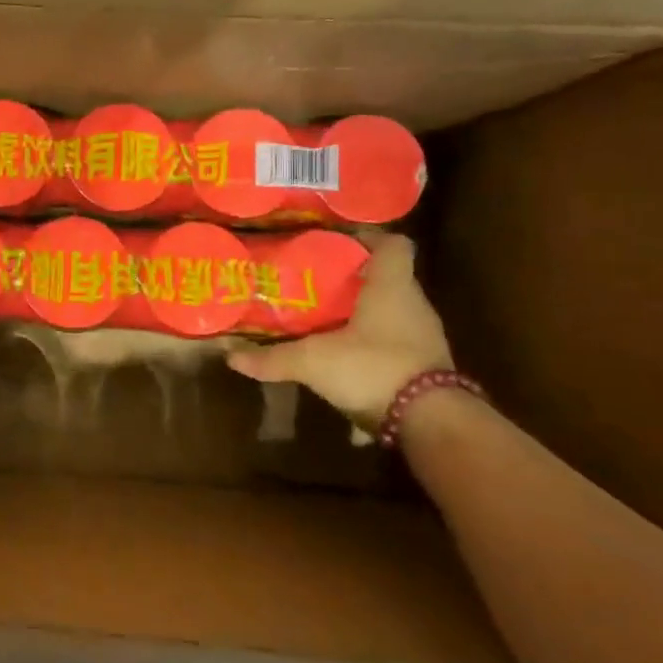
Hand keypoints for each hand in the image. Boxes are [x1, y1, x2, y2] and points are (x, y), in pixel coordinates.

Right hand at [228, 234, 451, 423]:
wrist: (432, 424)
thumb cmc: (374, 368)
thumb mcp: (315, 362)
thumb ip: (274, 358)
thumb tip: (231, 356)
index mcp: (392, 287)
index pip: (394, 245)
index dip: (369, 238)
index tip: (338, 243)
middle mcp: (414, 306)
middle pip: (388, 279)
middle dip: (354, 281)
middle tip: (316, 285)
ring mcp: (424, 339)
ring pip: (391, 315)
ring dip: (364, 318)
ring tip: (326, 325)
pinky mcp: (426, 369)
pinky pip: (394, 350)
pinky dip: (372, 354)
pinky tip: (345, 370)